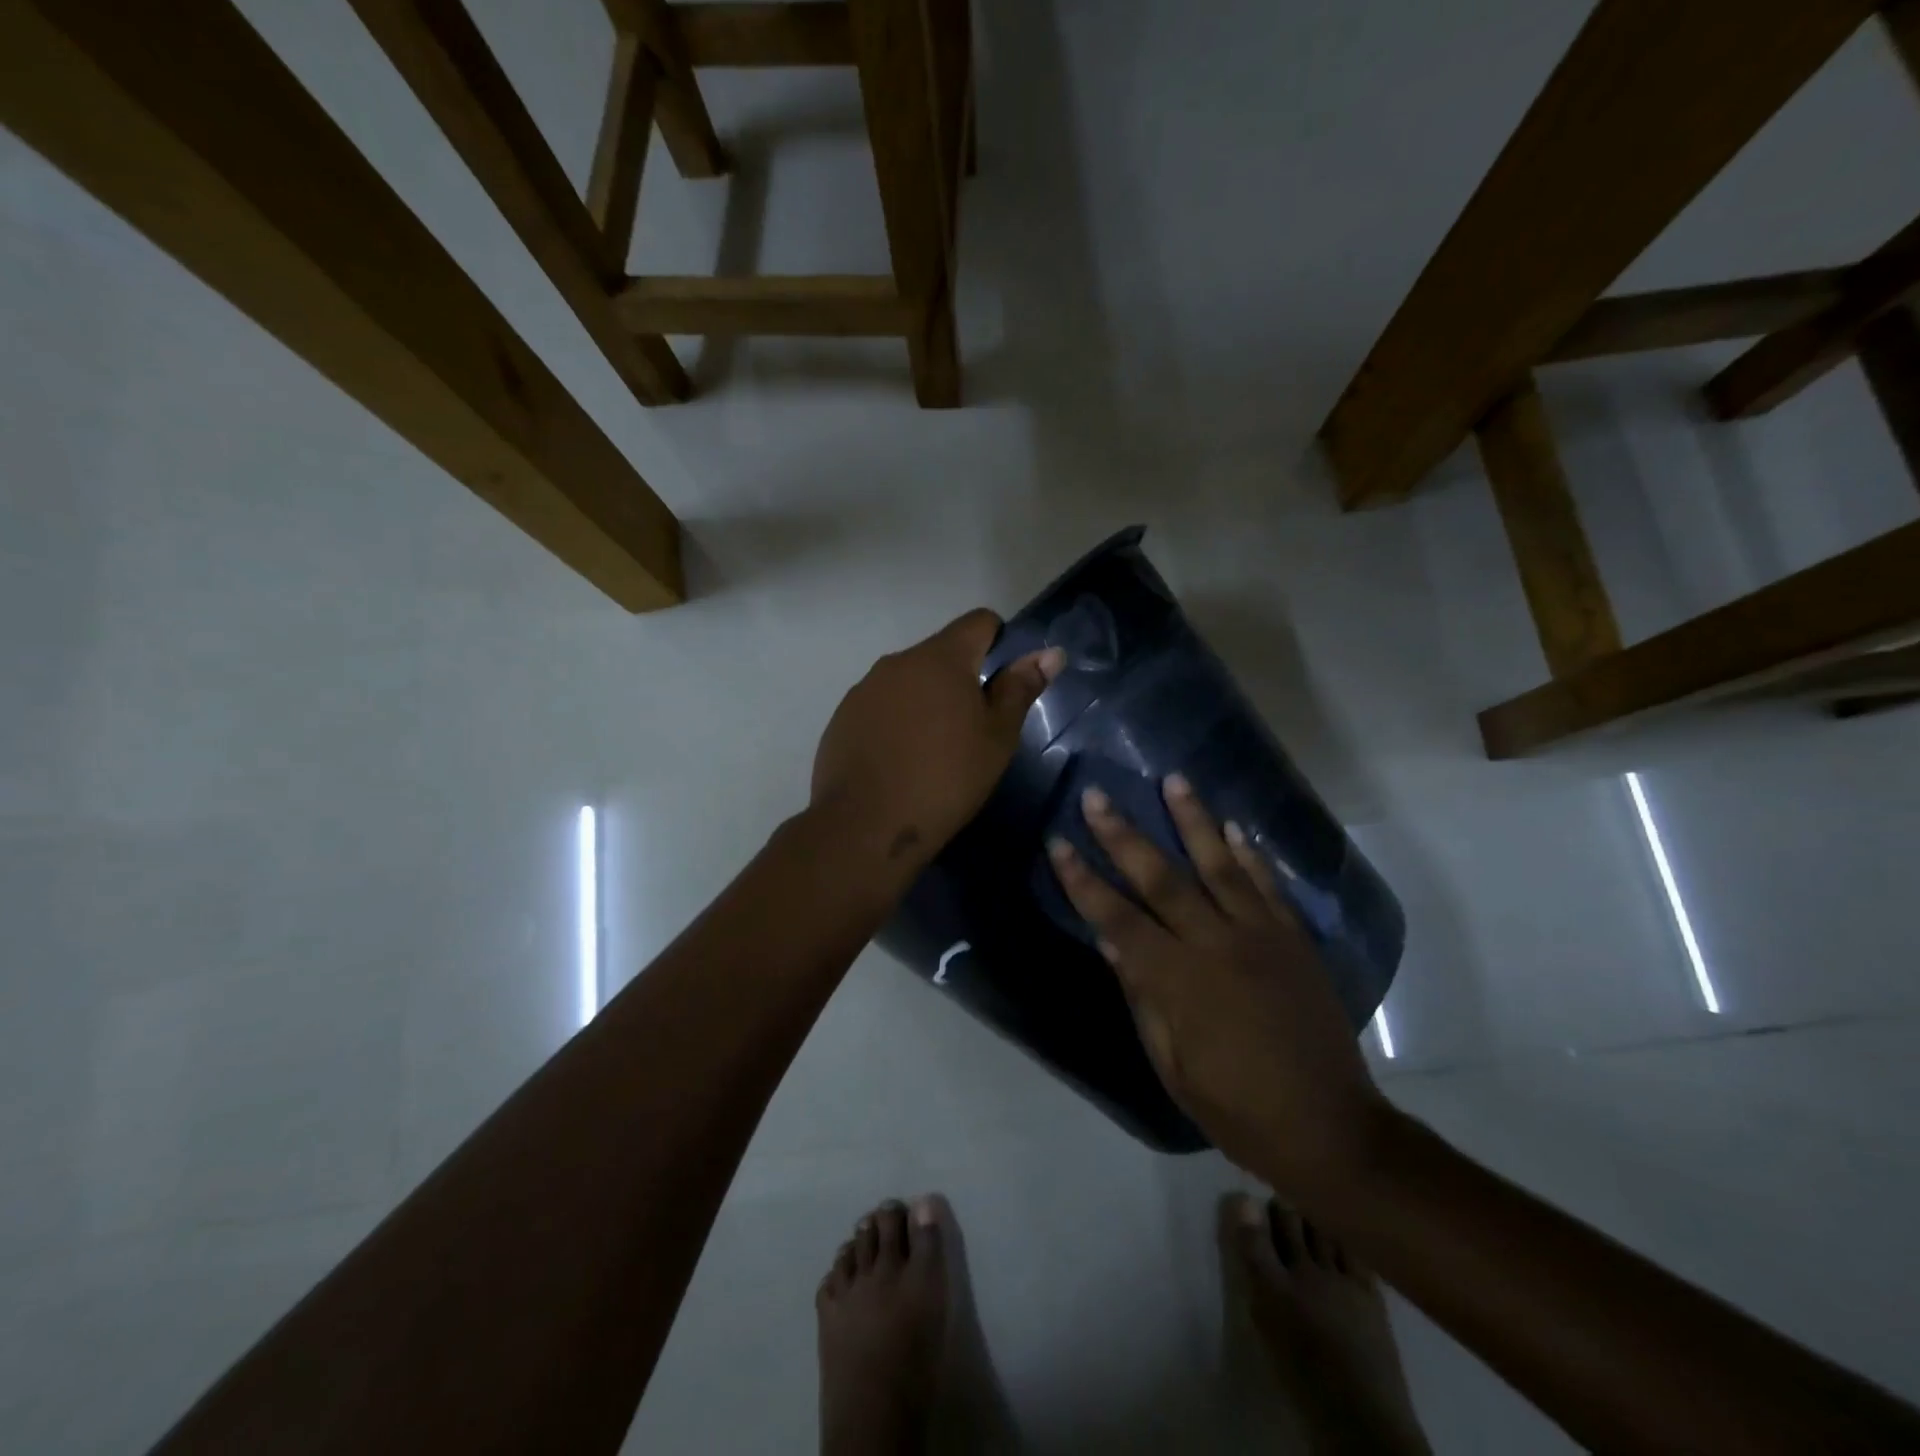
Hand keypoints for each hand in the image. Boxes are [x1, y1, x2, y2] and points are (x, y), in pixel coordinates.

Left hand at [811, 609, 1063, 874]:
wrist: (866, 826)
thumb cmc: (946, 779)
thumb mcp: (997, 737)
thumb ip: (1020, 688)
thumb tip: (1050, 653)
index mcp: (941, 658)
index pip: (979, 622)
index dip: (1000, 642)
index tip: (1005, 683)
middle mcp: (898, 661)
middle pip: (942, 653)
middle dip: (963, 679)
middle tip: (974, 729)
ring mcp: (865, 688)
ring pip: (909, 681)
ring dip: (928, 700)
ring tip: (934, 750)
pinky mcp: (843, 717)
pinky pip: (881, 705)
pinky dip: (897, 721)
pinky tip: (900, 761)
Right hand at [1047, 776, 1385, 1197]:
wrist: (1329, 1128)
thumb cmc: (1236, 1108)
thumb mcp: (1172, 1064)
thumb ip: (1142, 995)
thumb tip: (1111, 940)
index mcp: (1178, 980)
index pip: (1116, 918)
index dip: (1083, 880)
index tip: (1058, 842)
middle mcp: (1216, 945)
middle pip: (1161, 879)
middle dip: (1123, 835)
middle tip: (1097, 795)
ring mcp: (1261, 936)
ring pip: (1220, 866)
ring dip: (1193, 820)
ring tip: (1173, 779)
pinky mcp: (1294, 940)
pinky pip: (1269, 886)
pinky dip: (1251, 854)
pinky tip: (1235, 826)